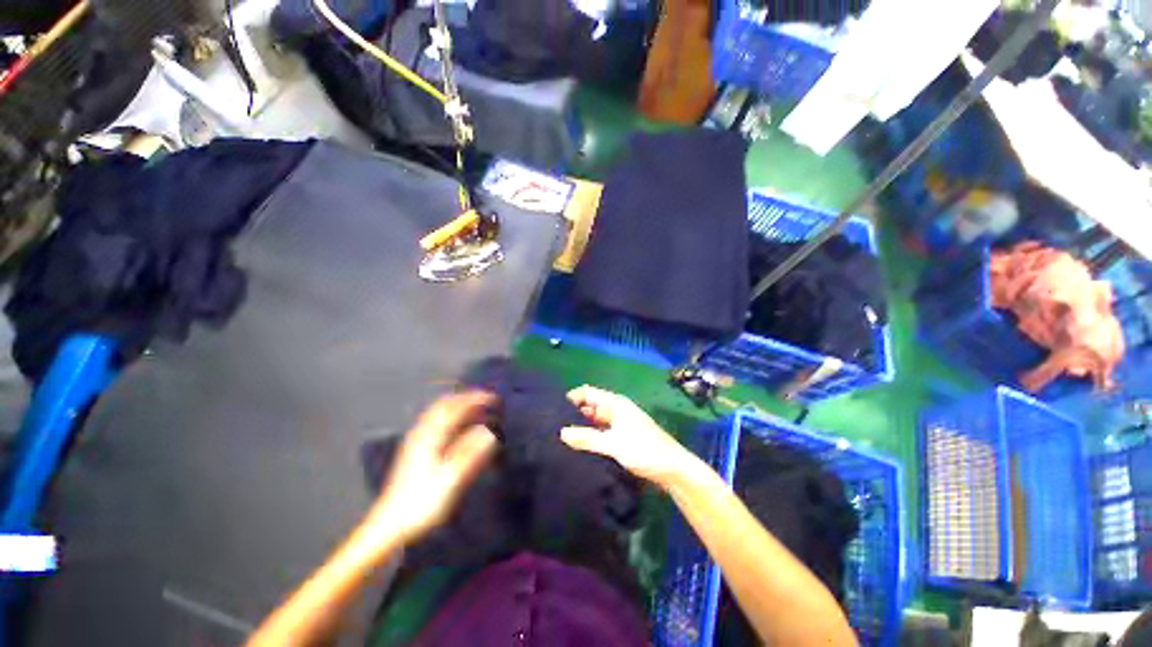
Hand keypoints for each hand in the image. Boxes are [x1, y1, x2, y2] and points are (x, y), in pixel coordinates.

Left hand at [366, 391, 497, 544]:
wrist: (390, 525)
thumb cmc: (422, 502)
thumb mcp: (450, 479)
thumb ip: (469, 453)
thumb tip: (489, 432)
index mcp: (430, 437)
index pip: (455, 408)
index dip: (474, 400)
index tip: (493, 398)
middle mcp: (422, 434)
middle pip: (444, 405)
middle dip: (466, 398)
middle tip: (485, 399)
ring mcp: (417, 442)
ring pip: (438, 414)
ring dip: (458, 406)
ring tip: (475, 408)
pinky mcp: (415, 451)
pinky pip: (435, 423)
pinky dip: (450, 417)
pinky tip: (457, 425)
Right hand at [560, 385, 701, 487]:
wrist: (673, 470)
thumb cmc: (645, 450)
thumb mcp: (614, 444)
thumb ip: (588, 438)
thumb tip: (562, 432)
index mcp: (616, 404)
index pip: (588, 393)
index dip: (572, 398)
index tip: (554, 411)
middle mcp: (617, 410)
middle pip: (590, 407)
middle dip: (574, 415)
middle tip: (554, 428)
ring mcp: (620, 425)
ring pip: (596, 422)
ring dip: (582, 428)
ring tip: (562, 439)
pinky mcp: (623, 439)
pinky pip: (602, 433)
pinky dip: (592, 438)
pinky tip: (580, 449)